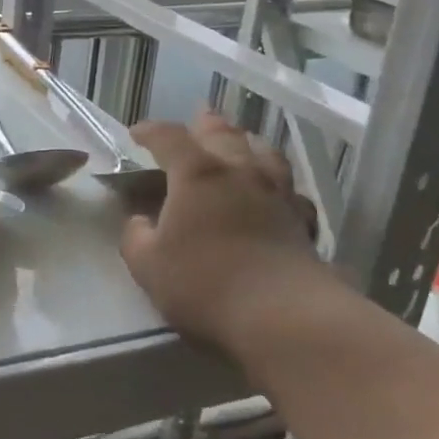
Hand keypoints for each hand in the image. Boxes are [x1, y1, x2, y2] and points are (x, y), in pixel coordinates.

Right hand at [120, 111, 321, 352]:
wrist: (284, 317)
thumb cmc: (205, 284)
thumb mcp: (148, 265)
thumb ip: (136, 237)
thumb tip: (139, 222)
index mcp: (197, 174)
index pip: (169, 137)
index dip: (150, 131)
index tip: (136, 134)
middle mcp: (239, 172)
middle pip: (223, 134)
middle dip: (205, 124)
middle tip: (196, 120)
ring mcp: (277, 194)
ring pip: (264, 153)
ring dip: (247, 143)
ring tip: (240, 143)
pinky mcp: (303, 222)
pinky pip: (289, 190)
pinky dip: (277, 184)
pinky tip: (274, 194)